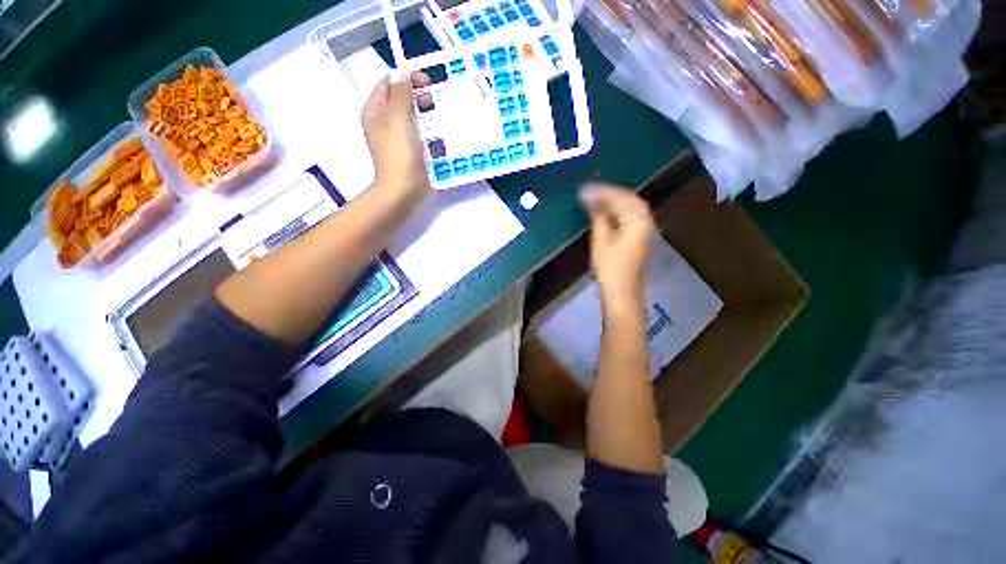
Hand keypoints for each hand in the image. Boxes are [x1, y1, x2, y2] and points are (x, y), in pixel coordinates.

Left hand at [362, 71, 431, 207]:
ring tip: (439, 117)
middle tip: (435, 101)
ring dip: (424, 113)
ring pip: (410, 117)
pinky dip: (426, 130)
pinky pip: (417, 134)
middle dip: (418, 96)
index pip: (389, 84)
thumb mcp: (399, 119)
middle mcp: (383, 122)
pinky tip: (438, 136)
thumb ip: (400, 95)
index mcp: (376, 111)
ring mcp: (395, 139)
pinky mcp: (407, 152)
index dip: (407, 78)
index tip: (428, 82)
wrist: (402, 190)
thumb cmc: (400, 154)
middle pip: (400, 100)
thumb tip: (400, 75)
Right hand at [580, 183, 655, 308]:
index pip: (620, 198)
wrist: (622, 290)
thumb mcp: (601, 239)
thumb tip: (590, 198)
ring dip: (612, 202)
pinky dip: (616, 211)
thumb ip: (598, 216)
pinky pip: (629, 216)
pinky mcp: (640, 236)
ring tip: (594, 199)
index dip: (602, 192)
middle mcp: (646, 220)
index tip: (584, 189)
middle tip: (588, 192)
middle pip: (628, 199)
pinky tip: (604, 212)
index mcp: (638, 220)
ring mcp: (645, 228)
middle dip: (608, 194)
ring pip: (629, 207)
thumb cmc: (610, 266)